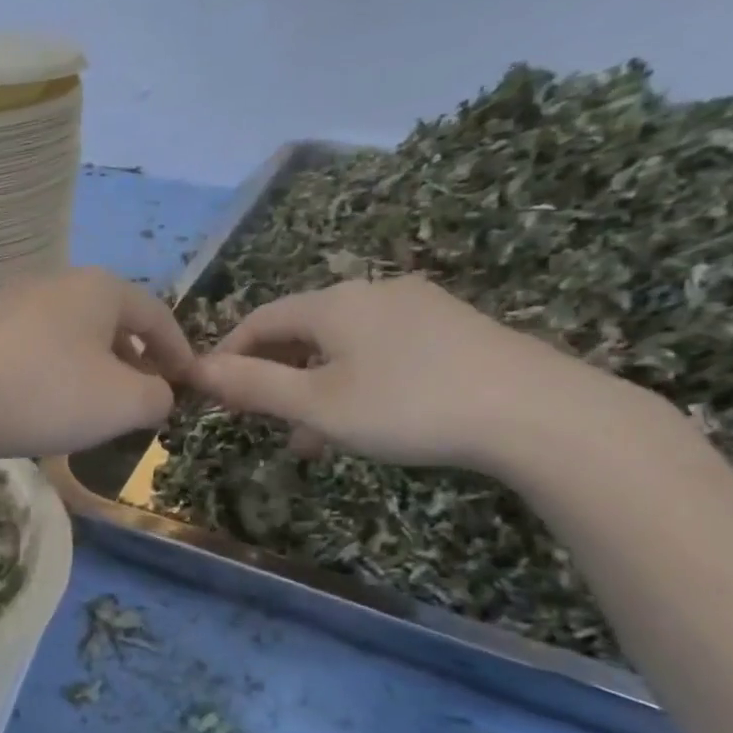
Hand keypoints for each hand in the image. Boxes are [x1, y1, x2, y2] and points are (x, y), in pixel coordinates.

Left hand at [0, 267, 195, 459]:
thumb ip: (159, 396)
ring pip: (74, 334)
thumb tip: (158, 392)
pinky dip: (59, 371)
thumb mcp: (126, 403)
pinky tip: (53, 402)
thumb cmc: (50, 395)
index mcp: (99, 288)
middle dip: (136, 358)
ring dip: (97, 366)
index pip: (156, 314)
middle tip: (145, 396)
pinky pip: (39, 347)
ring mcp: (14, 304)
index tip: (189, 383)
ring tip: (101, 404)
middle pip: (113, 320)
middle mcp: (57, 283)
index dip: (179, 350)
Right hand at [192, 276, 614, 470]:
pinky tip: (363, 422)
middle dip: (274, 375)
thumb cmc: (407, 406)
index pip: (261, 319)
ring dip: (314, 387)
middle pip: (302, 330)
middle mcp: (372, 292)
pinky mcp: (454, 329)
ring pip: (343, 346)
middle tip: (258, 418)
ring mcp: (419, 307)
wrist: (535, 412)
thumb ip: (254, 386)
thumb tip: (198, 370)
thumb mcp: (317, 404)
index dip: (230, 353)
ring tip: (308, 439)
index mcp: (334, 303)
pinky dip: (355, 383)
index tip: (212, 389)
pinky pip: (382, 352)